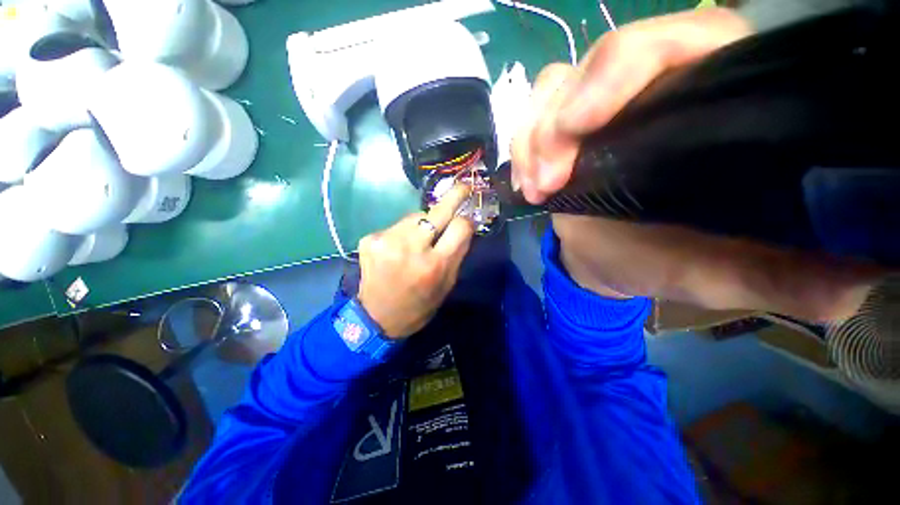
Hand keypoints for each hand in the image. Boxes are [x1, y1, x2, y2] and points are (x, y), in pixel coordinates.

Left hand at [357, 185, 474, 338]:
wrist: (376, 317)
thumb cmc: (419, 305)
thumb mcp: (447, 285)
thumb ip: (458, 254)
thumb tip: (466, 226)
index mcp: (434, 265)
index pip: (459, 227)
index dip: (466, 220)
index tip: (468, 217)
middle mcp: (411, 249)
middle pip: (437, 211)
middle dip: (454, 196)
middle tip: (463, 186)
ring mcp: (387, 241)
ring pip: (415, 215)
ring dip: (423, 222)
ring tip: (420, 238)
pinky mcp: (370, 239)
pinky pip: (397, 225)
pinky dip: (404, 231)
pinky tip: (400, 247)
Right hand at [512, 8, 883, 321]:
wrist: (609, 259)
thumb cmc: (664, 262)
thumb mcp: (724, 274)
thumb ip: (782, 277)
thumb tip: (849, 284)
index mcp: (710, 101)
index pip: (672, 42)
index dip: (620, 69)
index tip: (581, 125)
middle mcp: (653, 89)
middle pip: (598, 60)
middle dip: (561, 117)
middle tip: (549, 177)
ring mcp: (599, 108)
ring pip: (554, 88)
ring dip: (534, 137)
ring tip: (537, 186)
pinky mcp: (561, 131)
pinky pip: (530, 119)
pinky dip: (521, 148)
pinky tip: (526, 182)